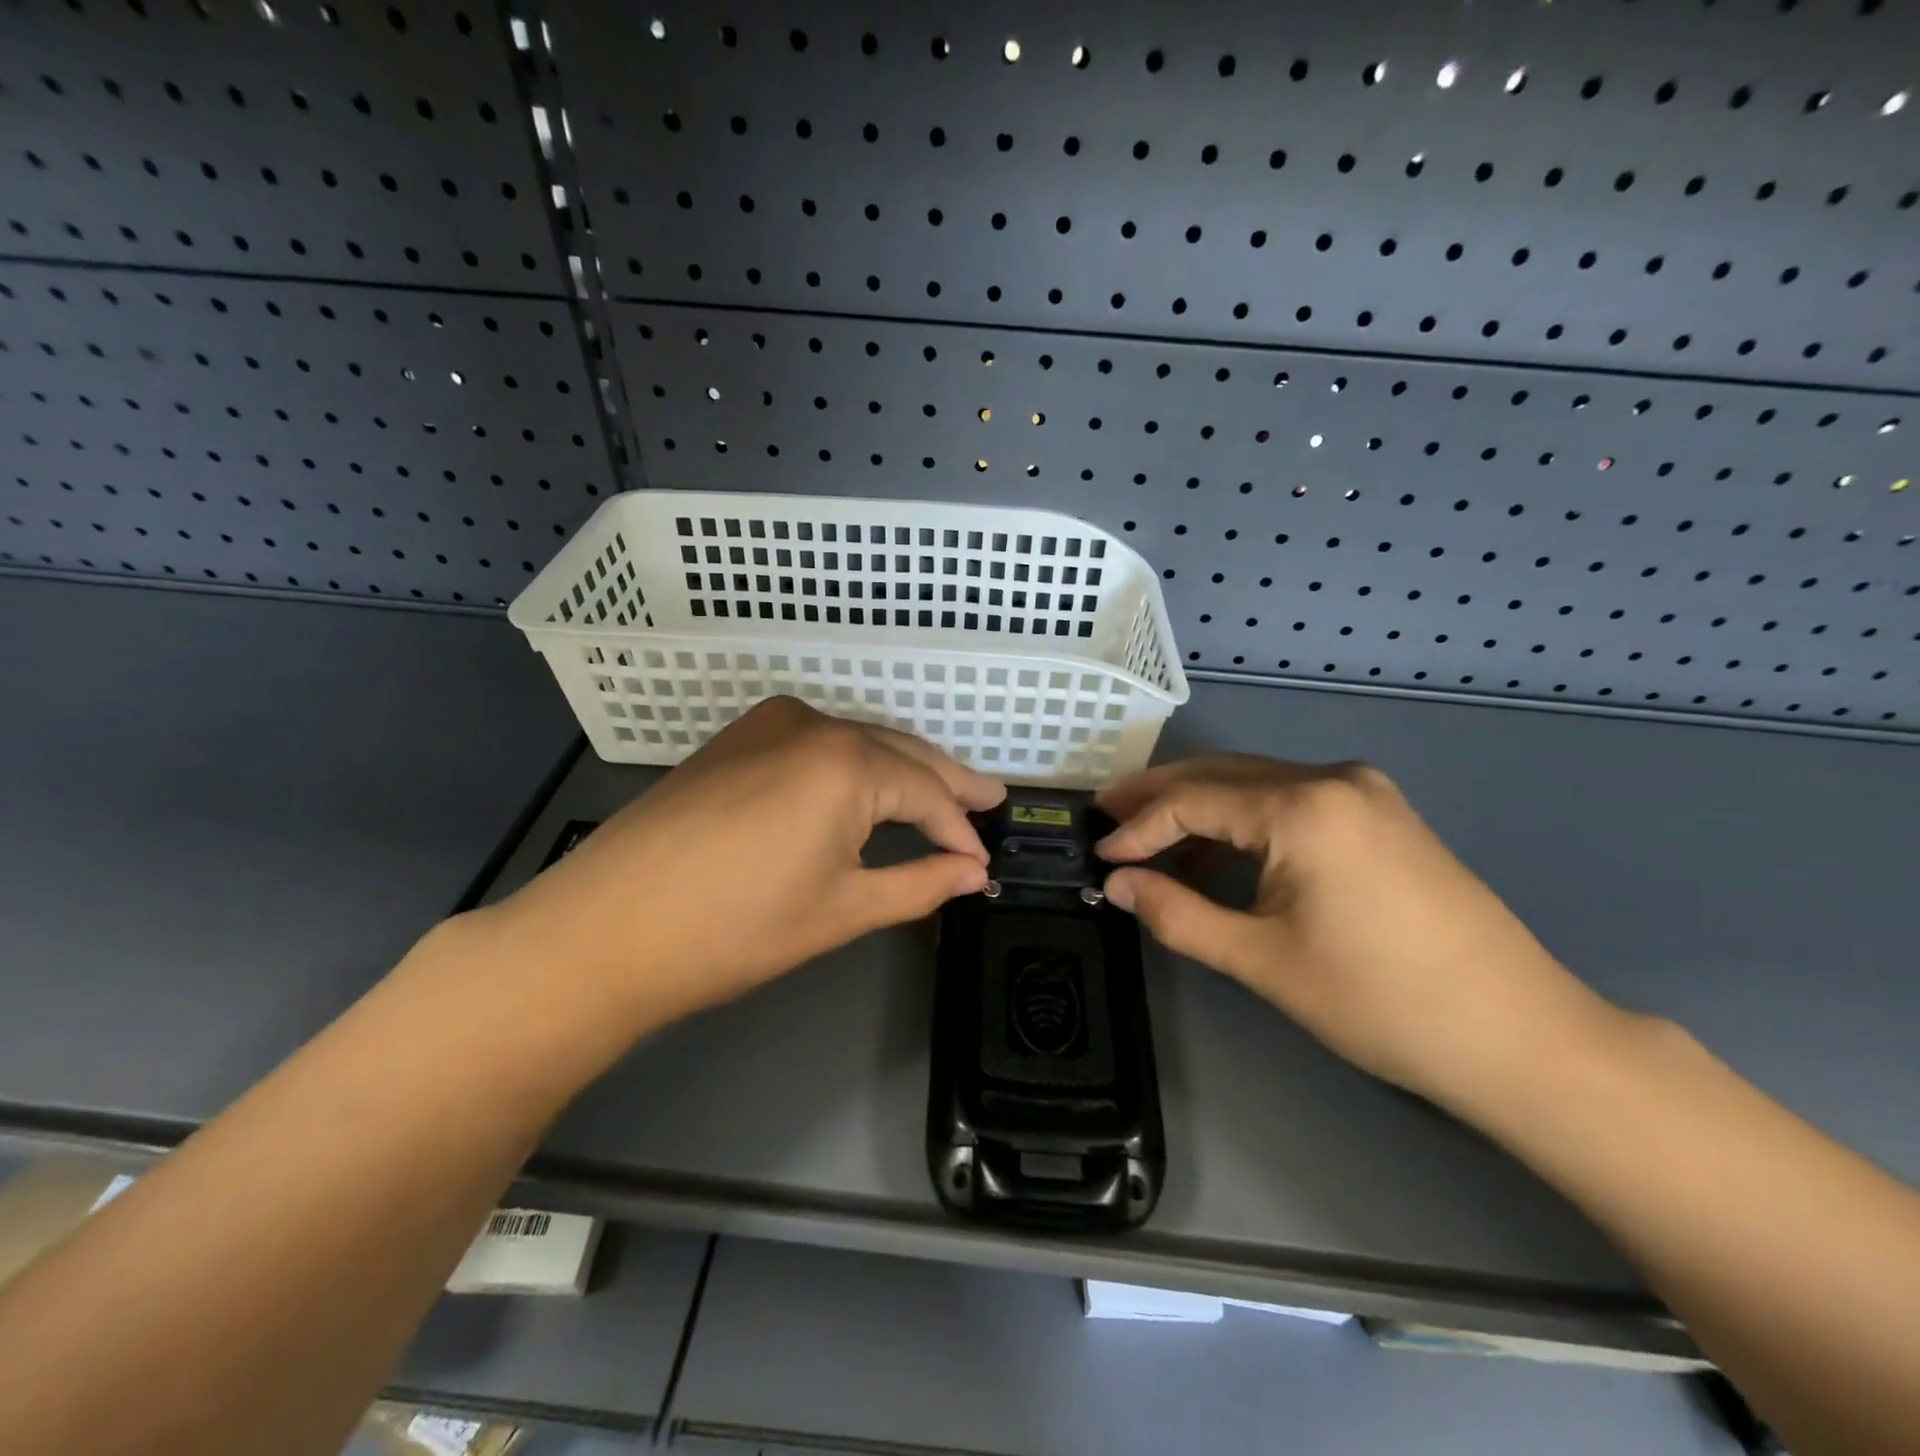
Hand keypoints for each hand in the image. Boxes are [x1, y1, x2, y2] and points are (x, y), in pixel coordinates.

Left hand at [478, 698, 1004, 1027]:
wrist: (604, 929)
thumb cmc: (734, 930)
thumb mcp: (842, 910)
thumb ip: (919, 884)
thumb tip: (972, 873)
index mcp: (848, 764)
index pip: (927, 793)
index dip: (959, 831)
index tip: (981, 863)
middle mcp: (814, 725)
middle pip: (900, 753)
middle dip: (947, 781)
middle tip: (991, 798)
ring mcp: (769, 724)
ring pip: (859, 743)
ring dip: (901, 770)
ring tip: (941, 795)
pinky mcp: (738, 738)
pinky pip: (817, 743)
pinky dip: (853, 766)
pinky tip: (869, 787)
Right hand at [1095, 756, 1620, 1110]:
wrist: (1521, 1036)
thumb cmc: (1380, 1001)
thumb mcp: (1261, 960)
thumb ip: (1177, 913)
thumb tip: (1118, 885)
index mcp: (1302, 806)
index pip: (1192, 800)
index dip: (1137, 828)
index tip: (1099, 856)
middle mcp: (1332, 779)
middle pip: (1221, 775)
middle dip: (1159, 797)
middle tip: (1106, 815)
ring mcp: (1364, 792)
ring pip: (1256, 785)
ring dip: (1200, 809)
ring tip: (1150, 838)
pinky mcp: (1381, 815)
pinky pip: (1291, 802)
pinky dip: (1245, 822)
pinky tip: (1219, 855)